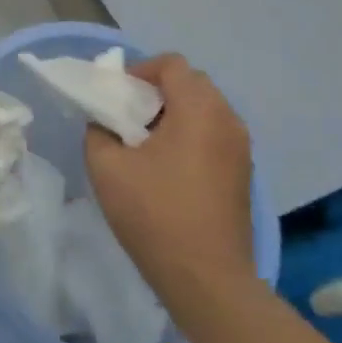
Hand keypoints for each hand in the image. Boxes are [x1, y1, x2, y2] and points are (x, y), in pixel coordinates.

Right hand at [84, 54, 256, 288]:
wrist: (206, 277)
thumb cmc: (155, 214)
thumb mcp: (107, 168)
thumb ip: (99, 131)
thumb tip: (105, 122)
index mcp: (199, 110)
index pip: (172, 65)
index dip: (139, 71)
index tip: (115, 97)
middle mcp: (228, 120)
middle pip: (191, 84)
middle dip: (155, 92)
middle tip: (126, 118)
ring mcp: (240, 148)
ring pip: (204, 110)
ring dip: (172, 115)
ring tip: (142, 145)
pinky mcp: (242, 172)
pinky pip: (213, 135)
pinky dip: (188, 136)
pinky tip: (166, 169)